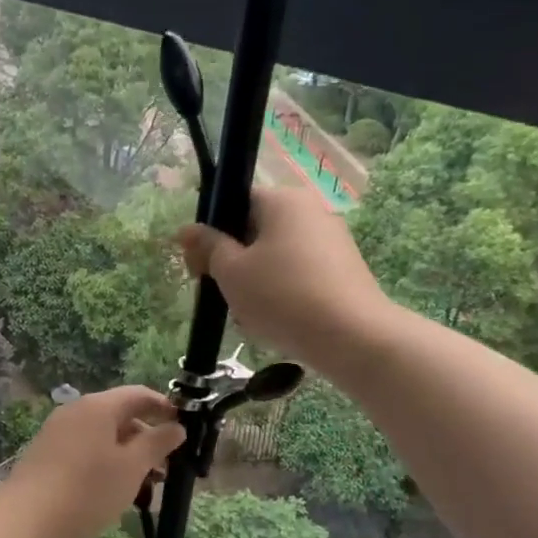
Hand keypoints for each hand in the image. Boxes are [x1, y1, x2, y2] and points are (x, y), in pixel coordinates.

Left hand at [1, 387, 185, 537]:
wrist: (25, 521)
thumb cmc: (87, 490)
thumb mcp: (132, 467)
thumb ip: (157, 443)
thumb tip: (177, 426)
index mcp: (98, 406)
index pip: (139, 395)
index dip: (165, 408)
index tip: (185, 428)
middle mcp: (76, 412)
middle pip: (121, 416)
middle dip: (147, 439)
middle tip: (167, 469)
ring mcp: (58, 433)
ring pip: (104, 438)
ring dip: (128, 457)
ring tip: (145, 488)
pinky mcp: (47, 456)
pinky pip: (86, 452)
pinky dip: (107, 465)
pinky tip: (115, 493)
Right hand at [178, 187, 388, 370]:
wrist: (351, 337)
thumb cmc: (282, 296)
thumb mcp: (231, 272)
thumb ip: (208, 247)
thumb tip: (186, 230)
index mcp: (283, 200)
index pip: (237, 202)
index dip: (212, 231)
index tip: (198, 264)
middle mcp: (312, 211)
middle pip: (257, 230)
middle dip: (233, 261)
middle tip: (218, 292)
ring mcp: (332, 241)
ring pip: (276, 256)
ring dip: (255, 281)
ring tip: (248, 315)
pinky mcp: (343, 271)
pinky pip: (299, 274)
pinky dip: (282, 293)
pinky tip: (276, 322)